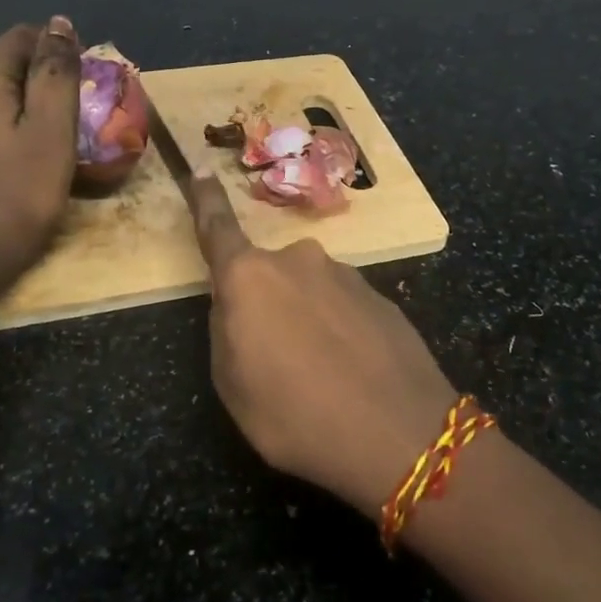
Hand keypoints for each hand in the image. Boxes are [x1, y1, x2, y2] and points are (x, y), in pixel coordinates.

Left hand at [0, 17, 80, 339]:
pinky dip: (12, 120)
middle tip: (76, 115)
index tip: (86, 86)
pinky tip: (28, 148)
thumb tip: (59, 24)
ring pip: (0, 88)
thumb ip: (57, 71)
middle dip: (45, 77)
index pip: (25, 37)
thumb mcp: (53, 128)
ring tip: (57, 133)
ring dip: (30, 101)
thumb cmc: (21, 190)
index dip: (60, 51)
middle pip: (10, 61)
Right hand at [185, 169, 458, 515]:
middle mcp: (297, 261)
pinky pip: (343, 308)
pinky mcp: (380, 296)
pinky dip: (338, 332)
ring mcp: (345, 275)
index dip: (206, 200)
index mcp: (250, 278)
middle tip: (275, 361)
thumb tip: (240, 306)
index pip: (218, 229)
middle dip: (265, 306)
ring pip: (308, 292)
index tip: (201, 167)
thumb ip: (226, 331)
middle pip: (267, 275)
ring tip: (319, 377)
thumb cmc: (296, 415)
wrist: (399, 434)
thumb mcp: (233, 386)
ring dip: (305, 321)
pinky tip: (351, 374)